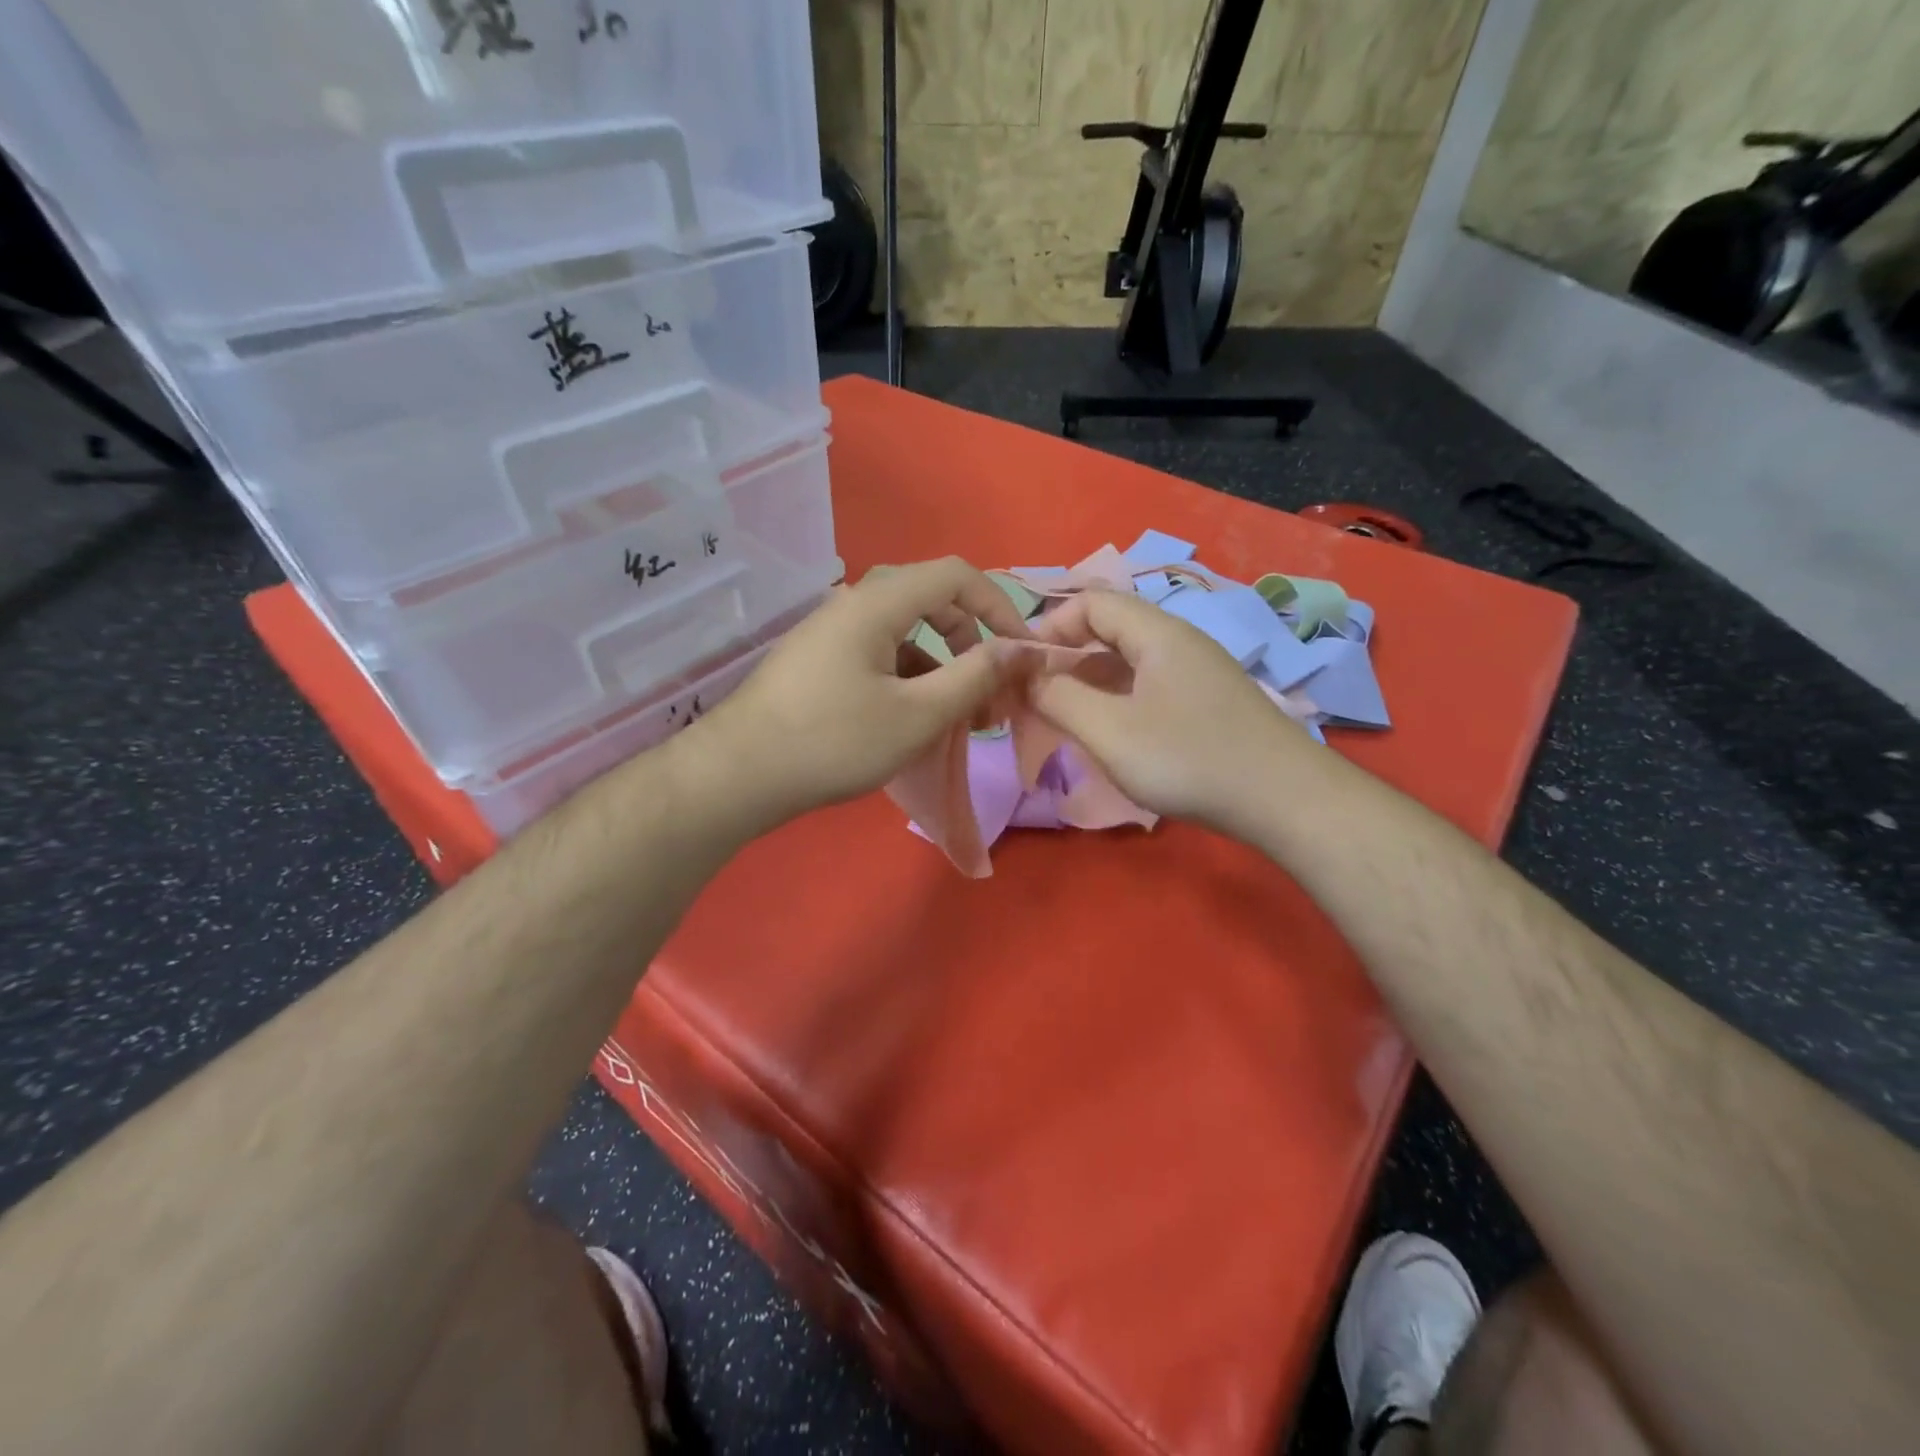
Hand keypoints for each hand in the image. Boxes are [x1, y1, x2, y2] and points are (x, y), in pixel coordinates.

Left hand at [683, 557, 1030, 830]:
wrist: (738, 775)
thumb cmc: (833, 742)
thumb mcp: (917, 714)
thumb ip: (975, 676)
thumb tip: (1021, 649)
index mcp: (877, 603)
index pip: (956, 575)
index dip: (999, 606)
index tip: (1021, 652)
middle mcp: (852, 605)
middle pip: (930, 601)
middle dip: (971, 643)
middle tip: (990, 693)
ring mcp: (830, 634)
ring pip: (904, 634)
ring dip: (941, 667)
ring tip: (958, 719)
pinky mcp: (818, 663)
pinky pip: (878, 656)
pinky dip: (909, 680)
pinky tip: (914, 723)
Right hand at [1025, 589, 1313, 837]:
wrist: (1285, 800)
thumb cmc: (1189, 759)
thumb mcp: (1110, 731)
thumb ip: (1059, 697)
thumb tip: (1026, 674)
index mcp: (1156, 633)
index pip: (1090, 602)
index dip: (1049, 627)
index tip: (1022, 668)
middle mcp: (1179, 641)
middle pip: (1109, 628)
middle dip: (1065, 657)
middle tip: (1036, 697)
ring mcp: (1197, 672)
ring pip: (1128, 661)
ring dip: (1089, 682)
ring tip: (1064, 718)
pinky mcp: (1206, 702)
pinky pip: (1148, 685)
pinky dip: (1117, 699)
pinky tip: (1109, 734)